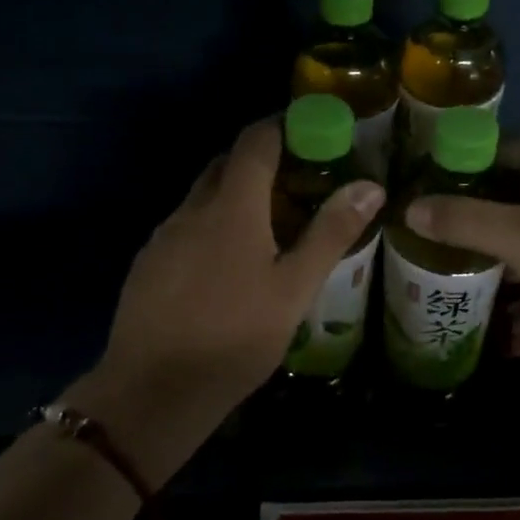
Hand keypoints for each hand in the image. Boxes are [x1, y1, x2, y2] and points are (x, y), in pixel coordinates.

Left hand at [68, 120, 383, 478]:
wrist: (153, 391)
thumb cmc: (235, 338)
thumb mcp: (294, 289)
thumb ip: (330, 234)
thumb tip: (371, 185)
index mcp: (231, 207)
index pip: (254, 142)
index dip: (282, 128)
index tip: (312, 135)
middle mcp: (191, 210)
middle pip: (226, 165)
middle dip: (261, 162)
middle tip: (300, 184)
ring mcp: (163, 237)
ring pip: (203, 198)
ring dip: (235, 197)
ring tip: (270, 228)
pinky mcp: (147, 265)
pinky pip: (185, 228)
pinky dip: (212, 227)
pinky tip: (228, 267)